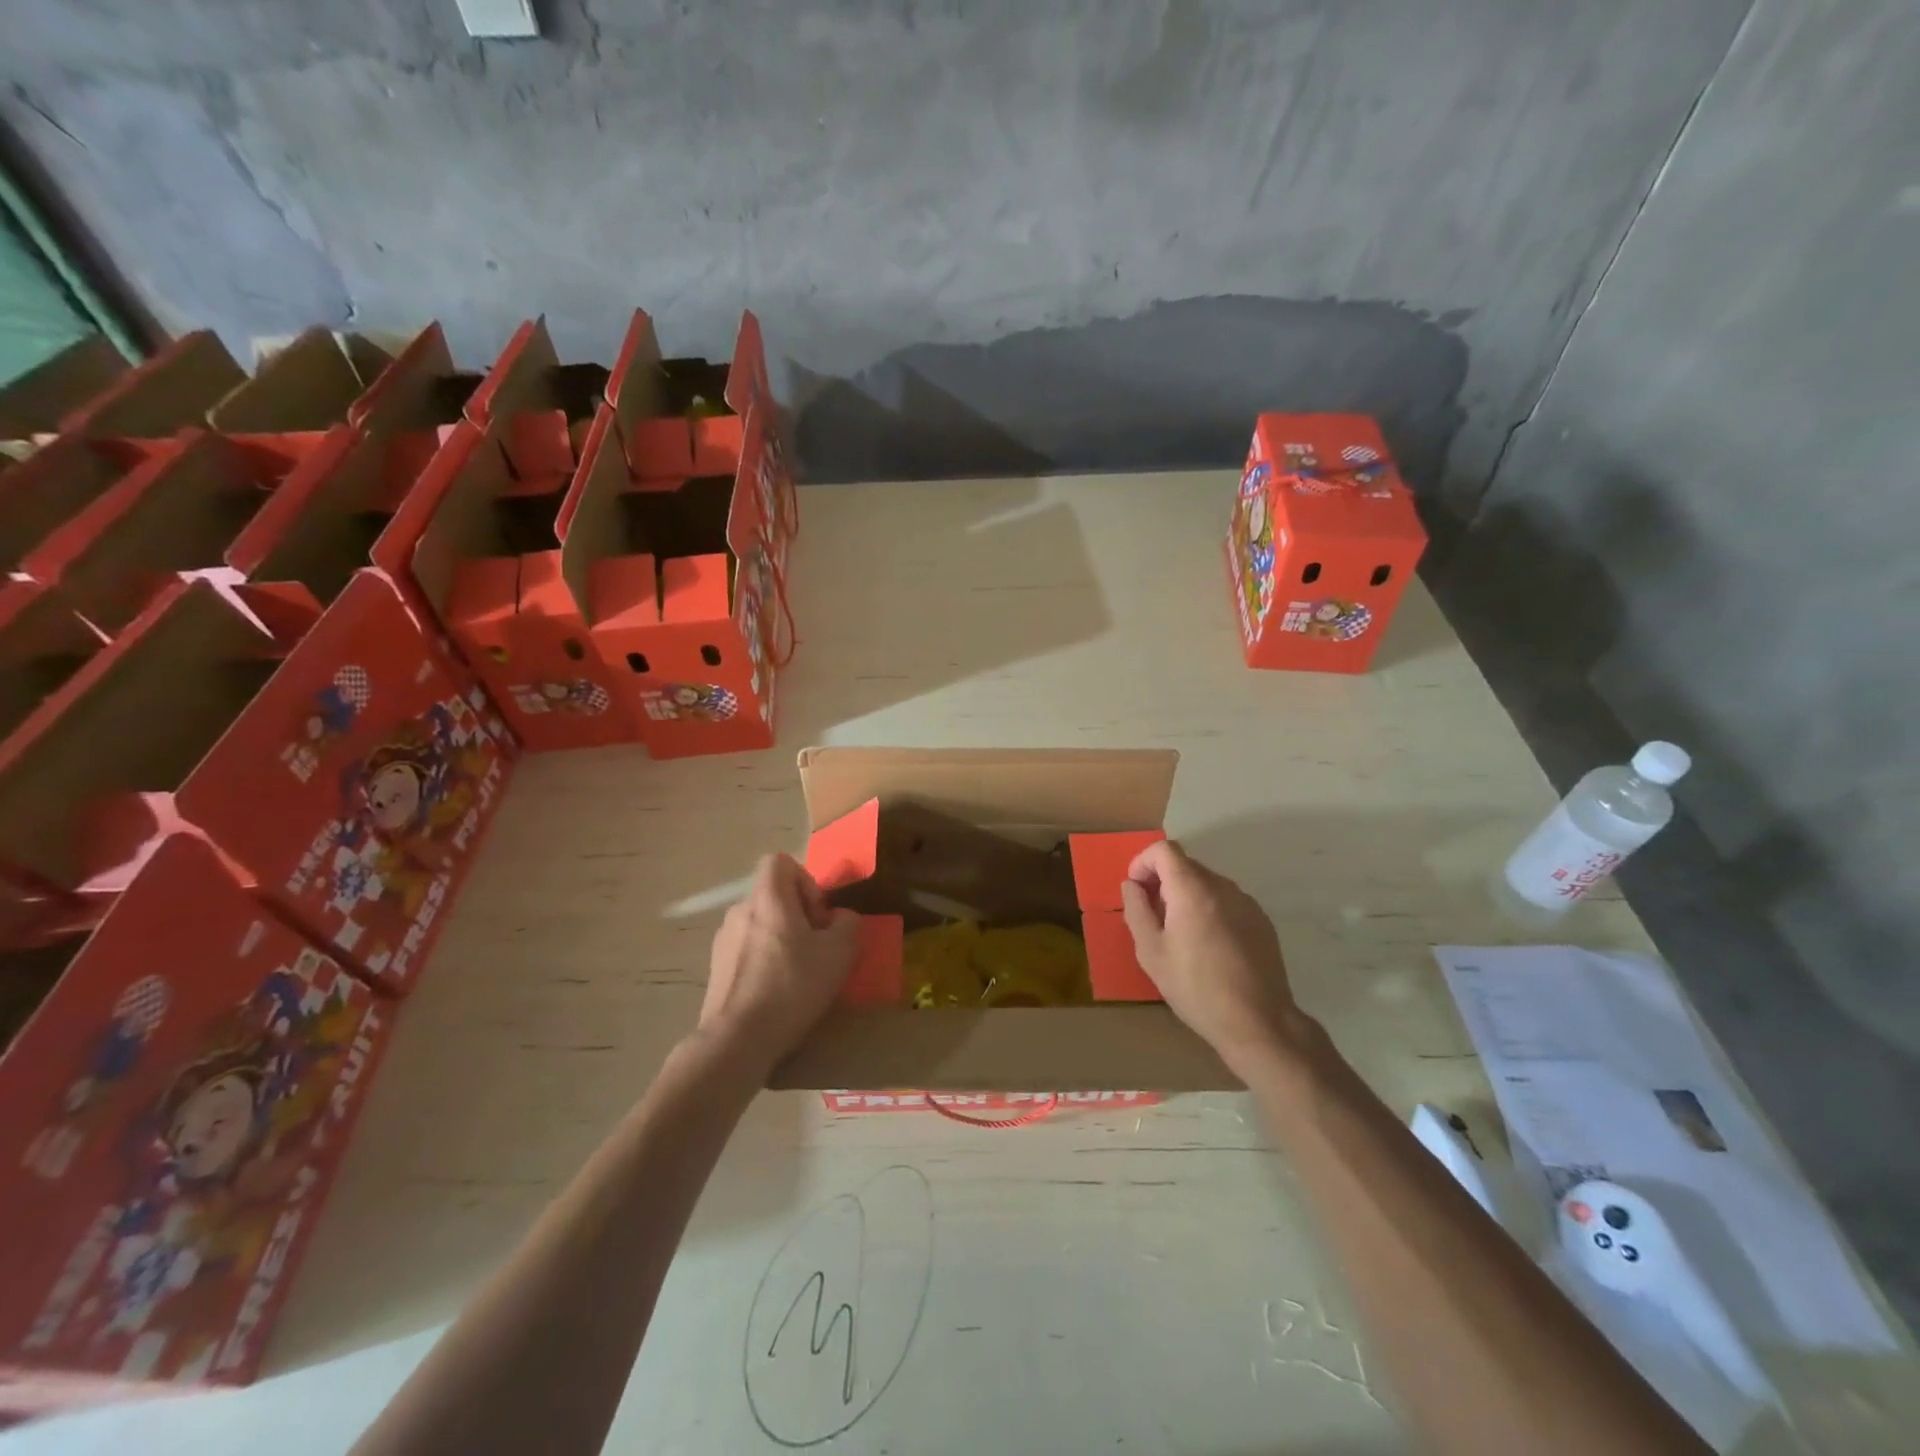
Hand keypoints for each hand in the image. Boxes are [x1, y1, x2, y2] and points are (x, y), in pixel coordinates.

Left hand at [701, 854, 859, 1075]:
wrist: (737, 1040)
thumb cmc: (792, 986)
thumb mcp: (840, 953)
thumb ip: (848, 924)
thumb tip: (839, 919)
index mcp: (767, 898)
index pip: (780, 862)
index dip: (805, 880)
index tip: (818, 915)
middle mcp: (740, 910)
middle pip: (773, 896)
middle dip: (798, 915)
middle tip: (816, 948)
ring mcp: (723, 941)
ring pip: (760, 925)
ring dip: (781, 940)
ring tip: (798, 975)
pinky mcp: (715, 969)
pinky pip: (746, 951)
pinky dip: (763, 962)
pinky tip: (776, 994)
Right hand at [1119, 840, 1314, 1075]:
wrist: (1259, 1022)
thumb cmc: (1196, 988)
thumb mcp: (1151, 953)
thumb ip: (1136, 910)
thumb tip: (1132, 885)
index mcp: (1193, 889)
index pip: (1165, 850)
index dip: (1144, 862)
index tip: (1136, 890)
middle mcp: (1223, 886)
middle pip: (1185, 865)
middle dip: (1162, 882)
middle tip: (1153, 918)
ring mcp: (1246, 902)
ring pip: (1206, 884)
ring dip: (1186, 897)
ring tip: (1180, 936)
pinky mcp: (1261, 921)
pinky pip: (1226, 902)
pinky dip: (1209, 910)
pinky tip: (1209, 948)